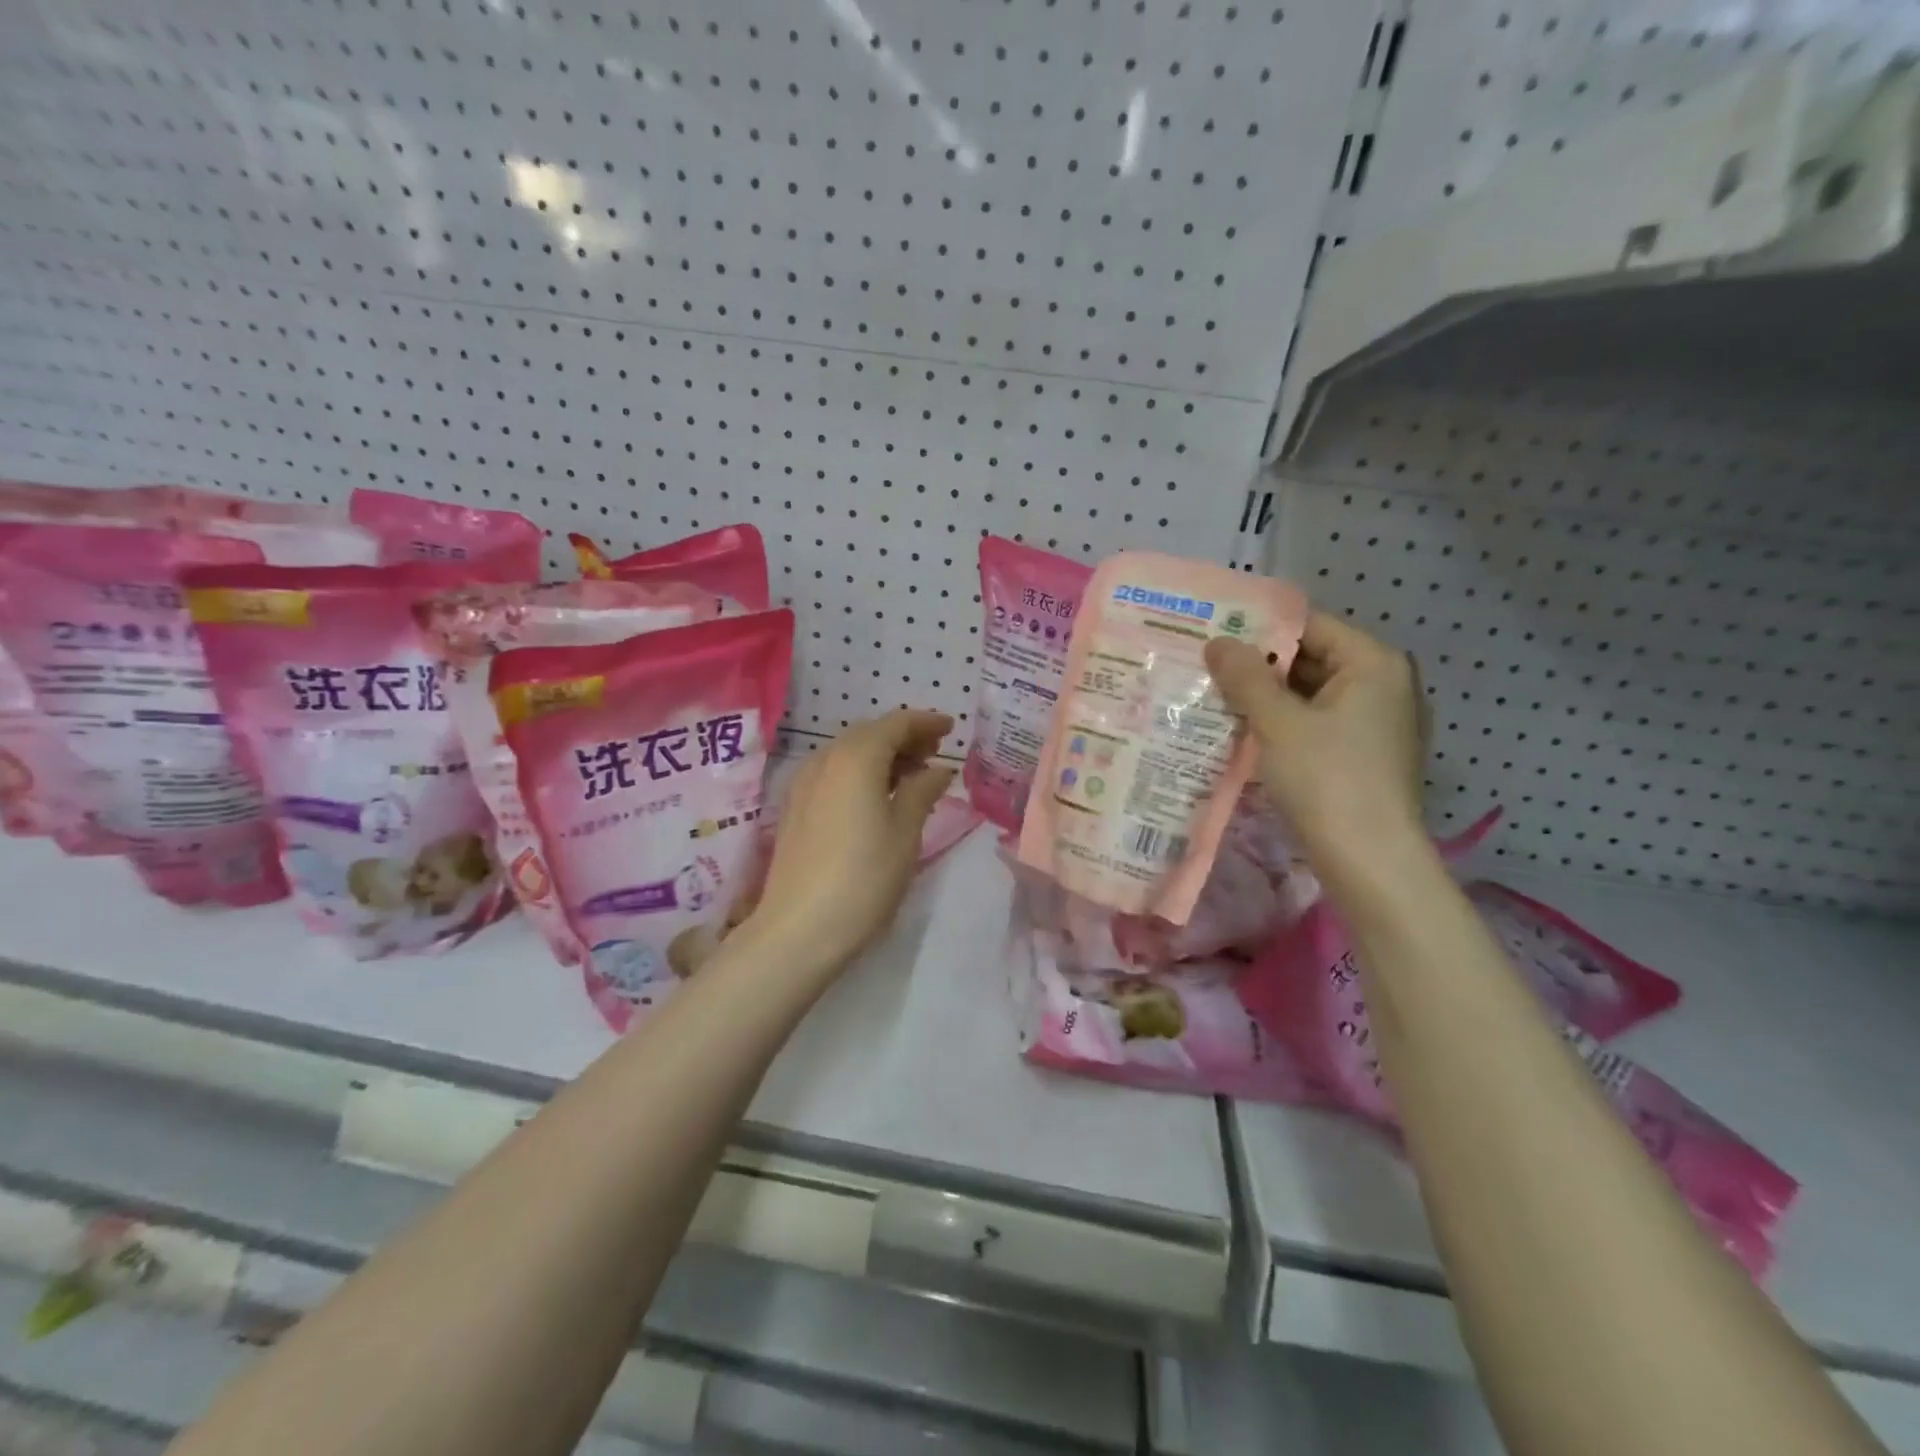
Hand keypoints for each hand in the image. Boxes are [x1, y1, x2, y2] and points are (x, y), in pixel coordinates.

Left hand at [746, 709, 956, 976]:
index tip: (950, 728)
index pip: (895, 723)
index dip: (925, 722)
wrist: (799, 928)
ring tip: (911, 776)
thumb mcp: (905, 832)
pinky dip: (860, 773)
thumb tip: (939, 770)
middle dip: (903, 738)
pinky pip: (833, 773)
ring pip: (848, 753)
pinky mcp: (794, 807)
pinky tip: (876, 797)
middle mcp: (825, 759)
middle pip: (869, 734)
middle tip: (934, 752)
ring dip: (881, 755)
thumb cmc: (864, 877)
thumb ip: (923, 791)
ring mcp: (804, 783)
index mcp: (856, 757)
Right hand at [1205, 613, 1425, 868]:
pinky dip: (1281, 724)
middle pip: (1310, 659)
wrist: (1370, 862)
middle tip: (1204, 666)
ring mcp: (1375, 723)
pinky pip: (1315, 724)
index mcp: (1373, 663)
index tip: (1212, 634)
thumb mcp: (1278, 722)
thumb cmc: (1327, 779)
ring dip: (1265, 697)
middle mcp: (1382, 685)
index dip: (1258, 628)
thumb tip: (1217, 641)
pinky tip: (1241, 731)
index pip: (1309, 625)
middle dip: (1258, 665)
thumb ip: (1245, 677)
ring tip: (1212, 696)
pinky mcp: (1363, 755)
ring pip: (1309, 695)